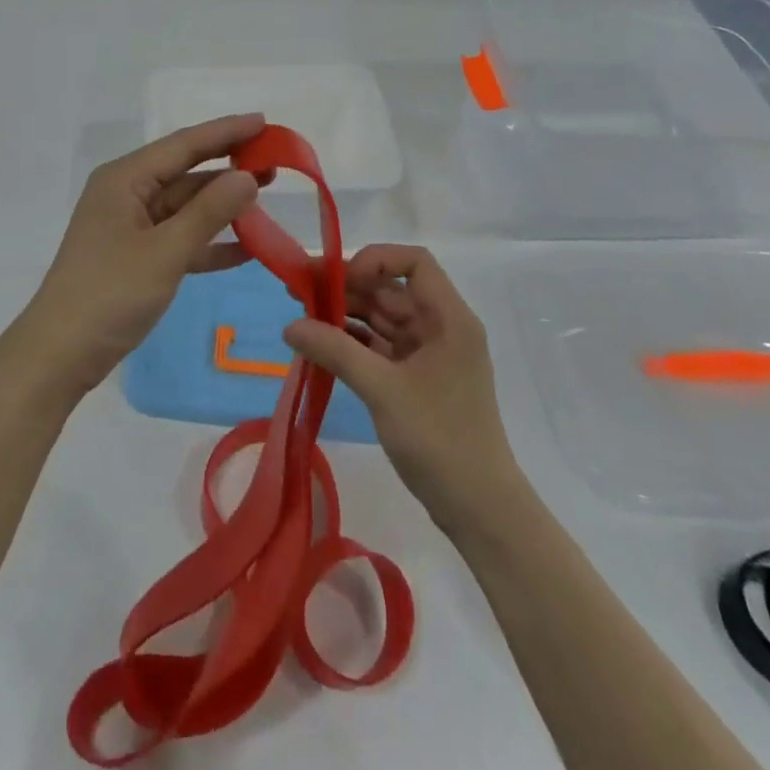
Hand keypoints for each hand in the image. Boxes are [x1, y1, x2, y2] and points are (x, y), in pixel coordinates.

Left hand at [17, 114, 265, 395]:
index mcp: (125, 179)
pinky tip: (248, 247)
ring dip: (223, 205)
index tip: (265, 121)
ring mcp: (131, 227)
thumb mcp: (165, 252)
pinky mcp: (136, 257)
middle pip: (185, 172)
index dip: (226, 131)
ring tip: (267, 196)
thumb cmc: (109, 294)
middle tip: (276, 163)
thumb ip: (209, 212)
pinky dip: (210, 242)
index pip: (184, 144)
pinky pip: (180, 238)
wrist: (59, 355)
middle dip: (228, 168)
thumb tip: (248, 176)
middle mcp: (127, 194)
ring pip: (185, 206)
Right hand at [285, 245, 522, 531]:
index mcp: (449, 318)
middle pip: (391, 289)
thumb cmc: (440, 440)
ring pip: (382, 318)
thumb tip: (290, 326)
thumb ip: (336, 351)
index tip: (340, 279)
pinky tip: (320, 346)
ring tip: (302, 318)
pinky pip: (380, 346)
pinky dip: (352, 343)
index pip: (415, 262)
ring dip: (345, 315)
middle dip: (346, 287)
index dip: (376, 260)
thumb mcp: (383, 391)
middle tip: (298, 291)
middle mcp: (441, 327)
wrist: (479, 509)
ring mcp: (429, 354)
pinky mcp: (416, 379)